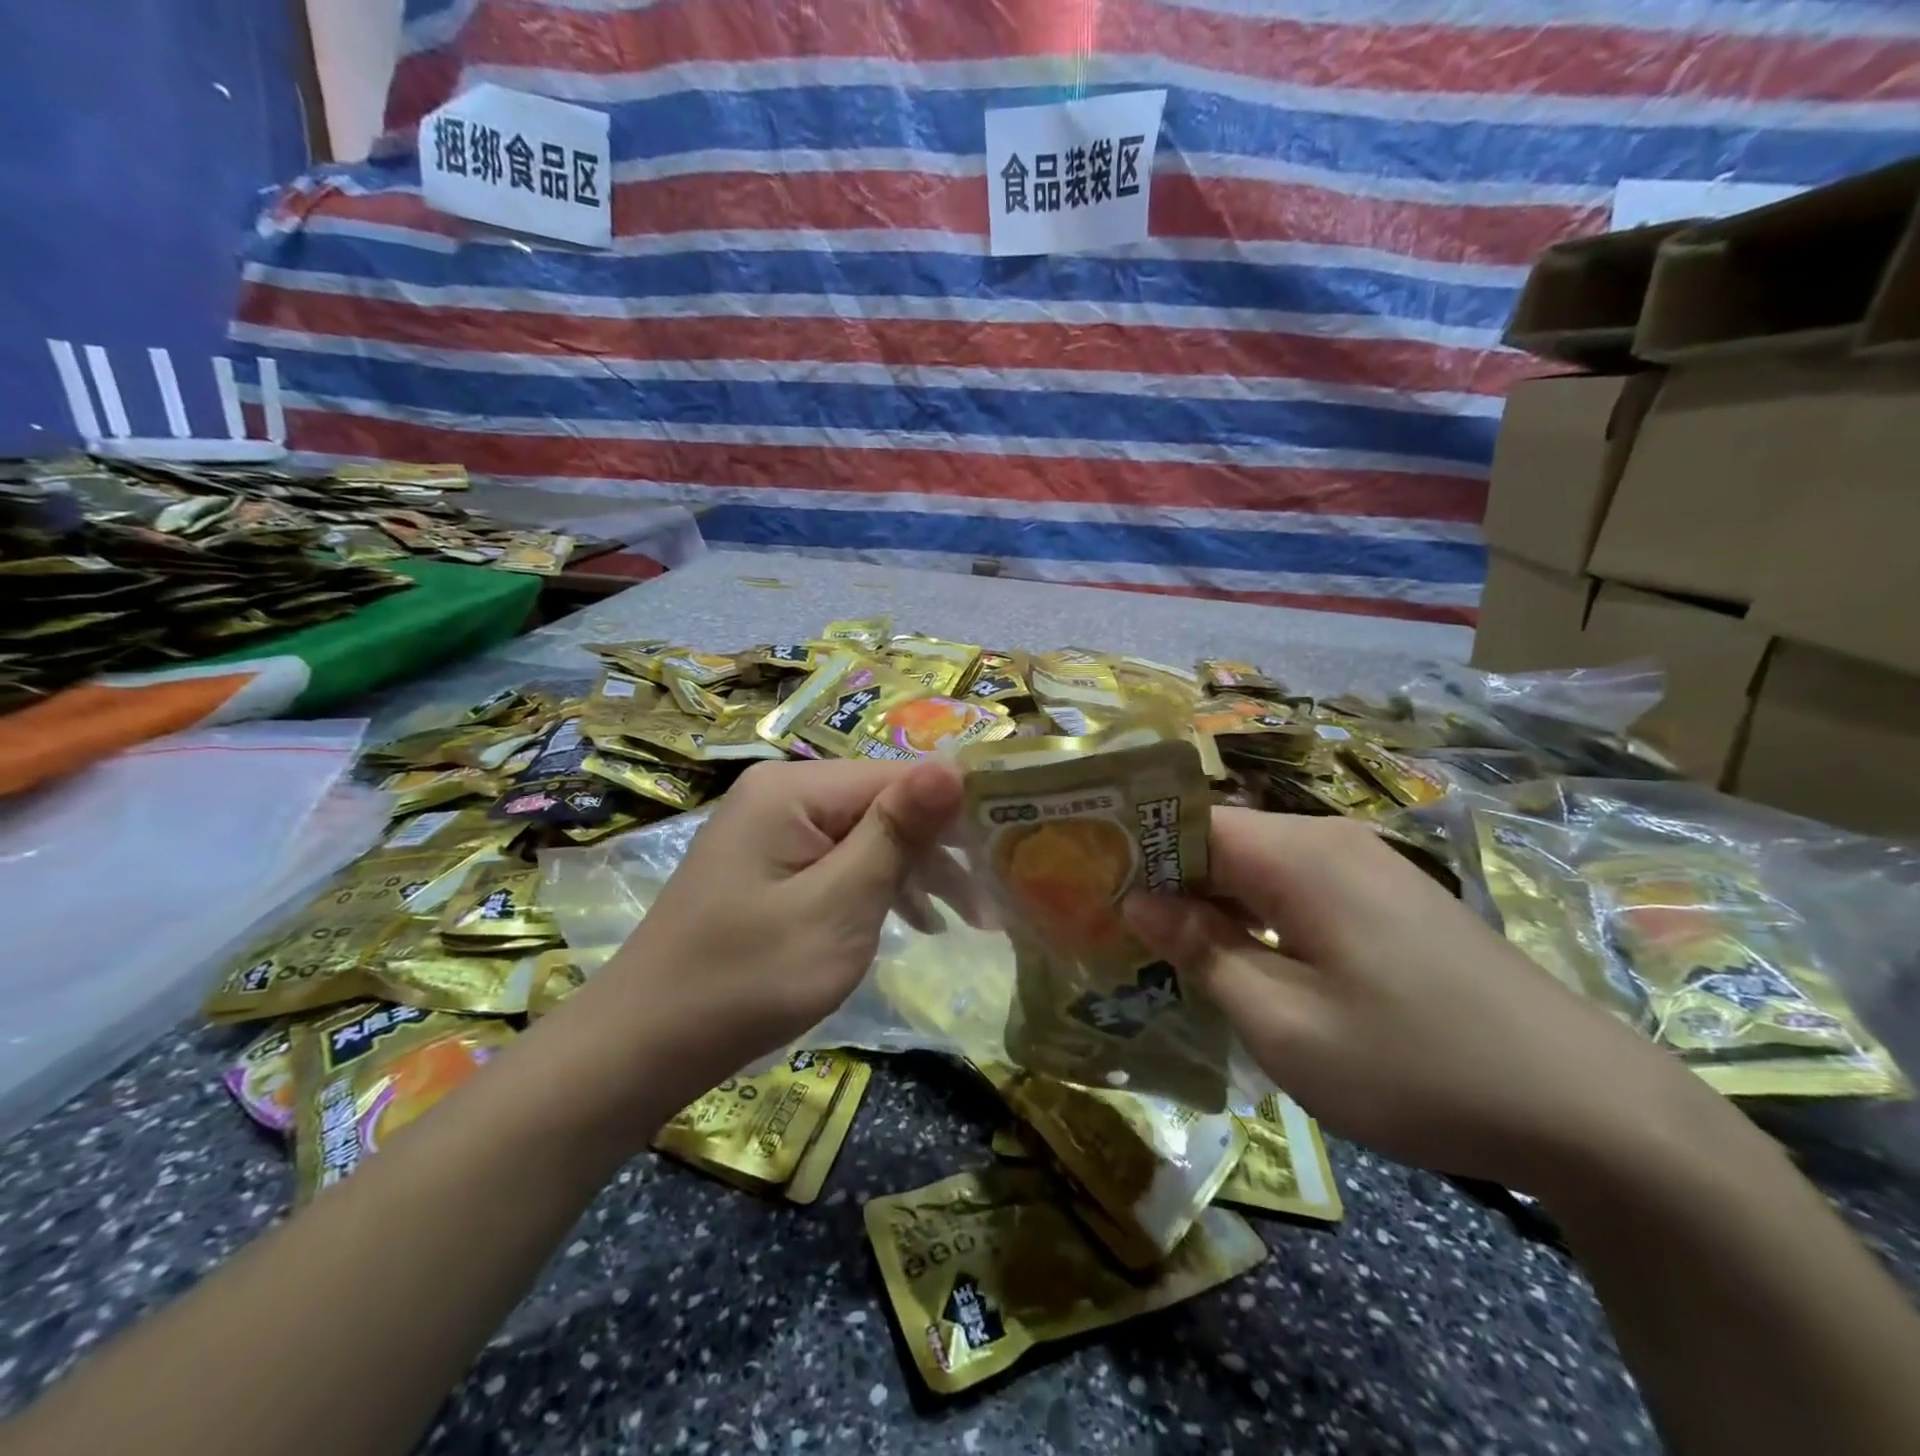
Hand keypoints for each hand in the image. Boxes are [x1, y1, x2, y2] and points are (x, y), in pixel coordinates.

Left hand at [563, 758, 965, 1114]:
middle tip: (989, 903)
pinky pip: (839, 859)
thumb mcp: (837, 907)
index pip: (899, 777)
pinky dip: (877, 886)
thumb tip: (953, 765)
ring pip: (866, 834)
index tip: (1008, 854)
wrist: (644, 1046)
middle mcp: (782, 792)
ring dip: (914, 872)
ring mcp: (772, 828)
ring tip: (964, 920)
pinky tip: (914, 919)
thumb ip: (896, 833)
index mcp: (795, 788)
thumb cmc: (748, 978)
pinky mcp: (770, 864)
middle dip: (938, 849)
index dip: (956, 811)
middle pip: (883, 803)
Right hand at [1125, 810, 1713, 1192]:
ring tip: (1160, 949)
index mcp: (1299, 854)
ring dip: (1208, 903)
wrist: (1590, 1111)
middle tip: (1112, 926)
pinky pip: (1295, 891)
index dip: (1133, 848)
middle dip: (1165, 879)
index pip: (1188, 822)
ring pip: (1256, 867)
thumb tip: (1140, 903)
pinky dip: (1254, 917)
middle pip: (1220, 840)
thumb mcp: (1285, 1023)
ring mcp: (1365, 869)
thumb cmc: (1416, 1064)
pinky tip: (1238, 962)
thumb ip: (1204, 953)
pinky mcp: (1387, 902)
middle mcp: (1329, 841)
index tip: (1086, 883)